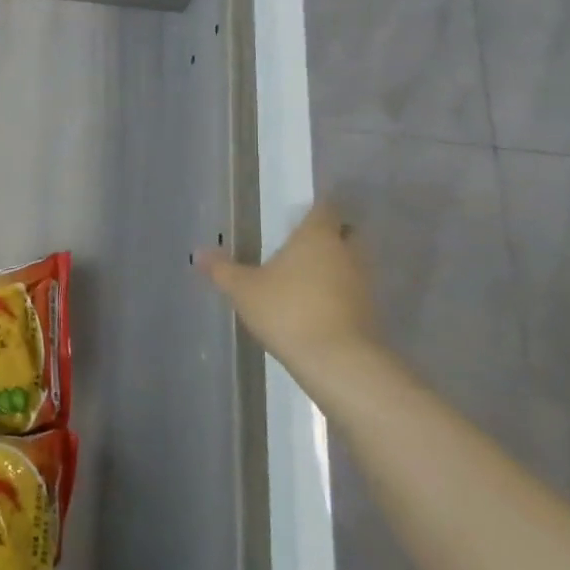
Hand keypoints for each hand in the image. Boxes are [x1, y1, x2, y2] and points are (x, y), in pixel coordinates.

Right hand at [196, 201, 387, 379]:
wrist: (337, 361)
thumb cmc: (287, 311)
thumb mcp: (243, 289)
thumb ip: (221, 269)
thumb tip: (198, 252)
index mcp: (317, 236)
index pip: (324, 208)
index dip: (315, 209)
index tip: (300, 215)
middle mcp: (346, 252)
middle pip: (346, 232)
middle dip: (329, 236)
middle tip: (302, 244)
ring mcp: (363, 283)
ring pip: (351, 263)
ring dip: (334, 266)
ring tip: (305, 277)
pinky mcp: (370, 312)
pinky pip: (353, 291)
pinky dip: (339, 293)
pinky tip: (316, 306)